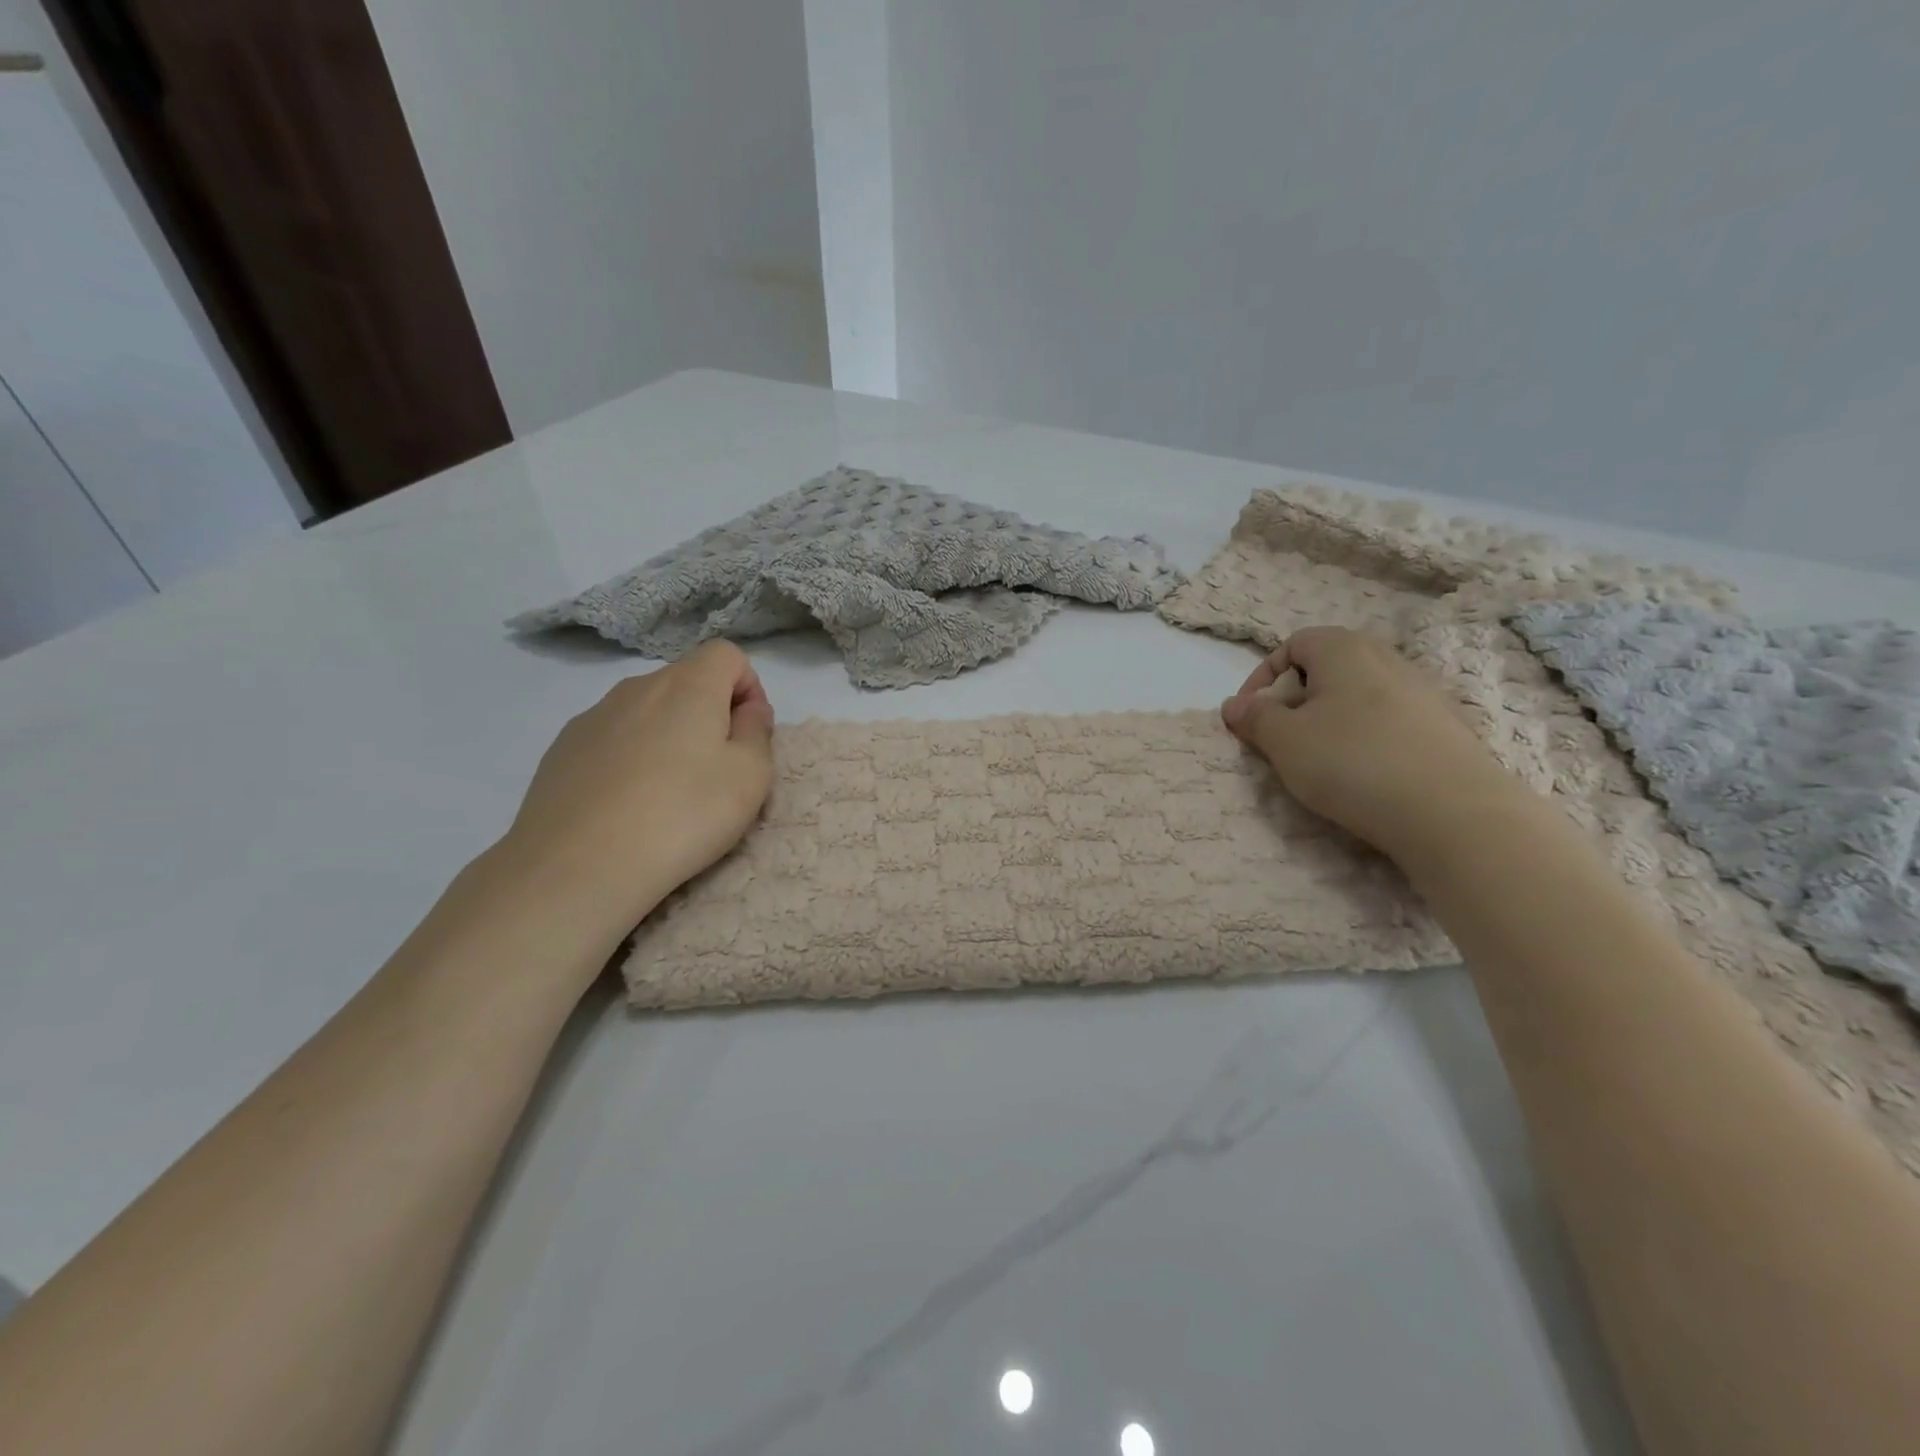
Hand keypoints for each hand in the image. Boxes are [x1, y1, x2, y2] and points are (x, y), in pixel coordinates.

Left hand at [498, 641, 775, 932]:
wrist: (577, 866)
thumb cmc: (682, 816)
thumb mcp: (750, 777)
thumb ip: (758, 731)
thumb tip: (748, 710)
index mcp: (688, 686)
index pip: (727, 654)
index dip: (748, 688)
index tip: (748, 735)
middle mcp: (638, 687)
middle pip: (687, 680)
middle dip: (710, 713)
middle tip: (716, 770)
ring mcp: (594, 715)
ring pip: (648, 709)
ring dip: (669, 734)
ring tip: (669, 792)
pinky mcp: (563, 748)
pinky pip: (613, 736)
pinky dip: (631, 755)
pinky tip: (628, 802)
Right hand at [1220, 626, 1516, 854]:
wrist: (1452, 812)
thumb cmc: (1352, 762)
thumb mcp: (1284, 741)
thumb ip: (1254, 718)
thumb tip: (1235, 705)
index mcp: (1344, 649)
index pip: (1293, 644)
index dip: (1262, 677)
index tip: (1249, 716)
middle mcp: (1387, 658)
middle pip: (1327, 668)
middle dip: (1295, 700)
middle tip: (1281, 739)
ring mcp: (1423, 692)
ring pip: (1359, 696)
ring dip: (1330, 722)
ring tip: (1320, 761)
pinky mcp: (1445, 728)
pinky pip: (1389, 722)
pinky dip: (1365, 739)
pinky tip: (1364, 774)